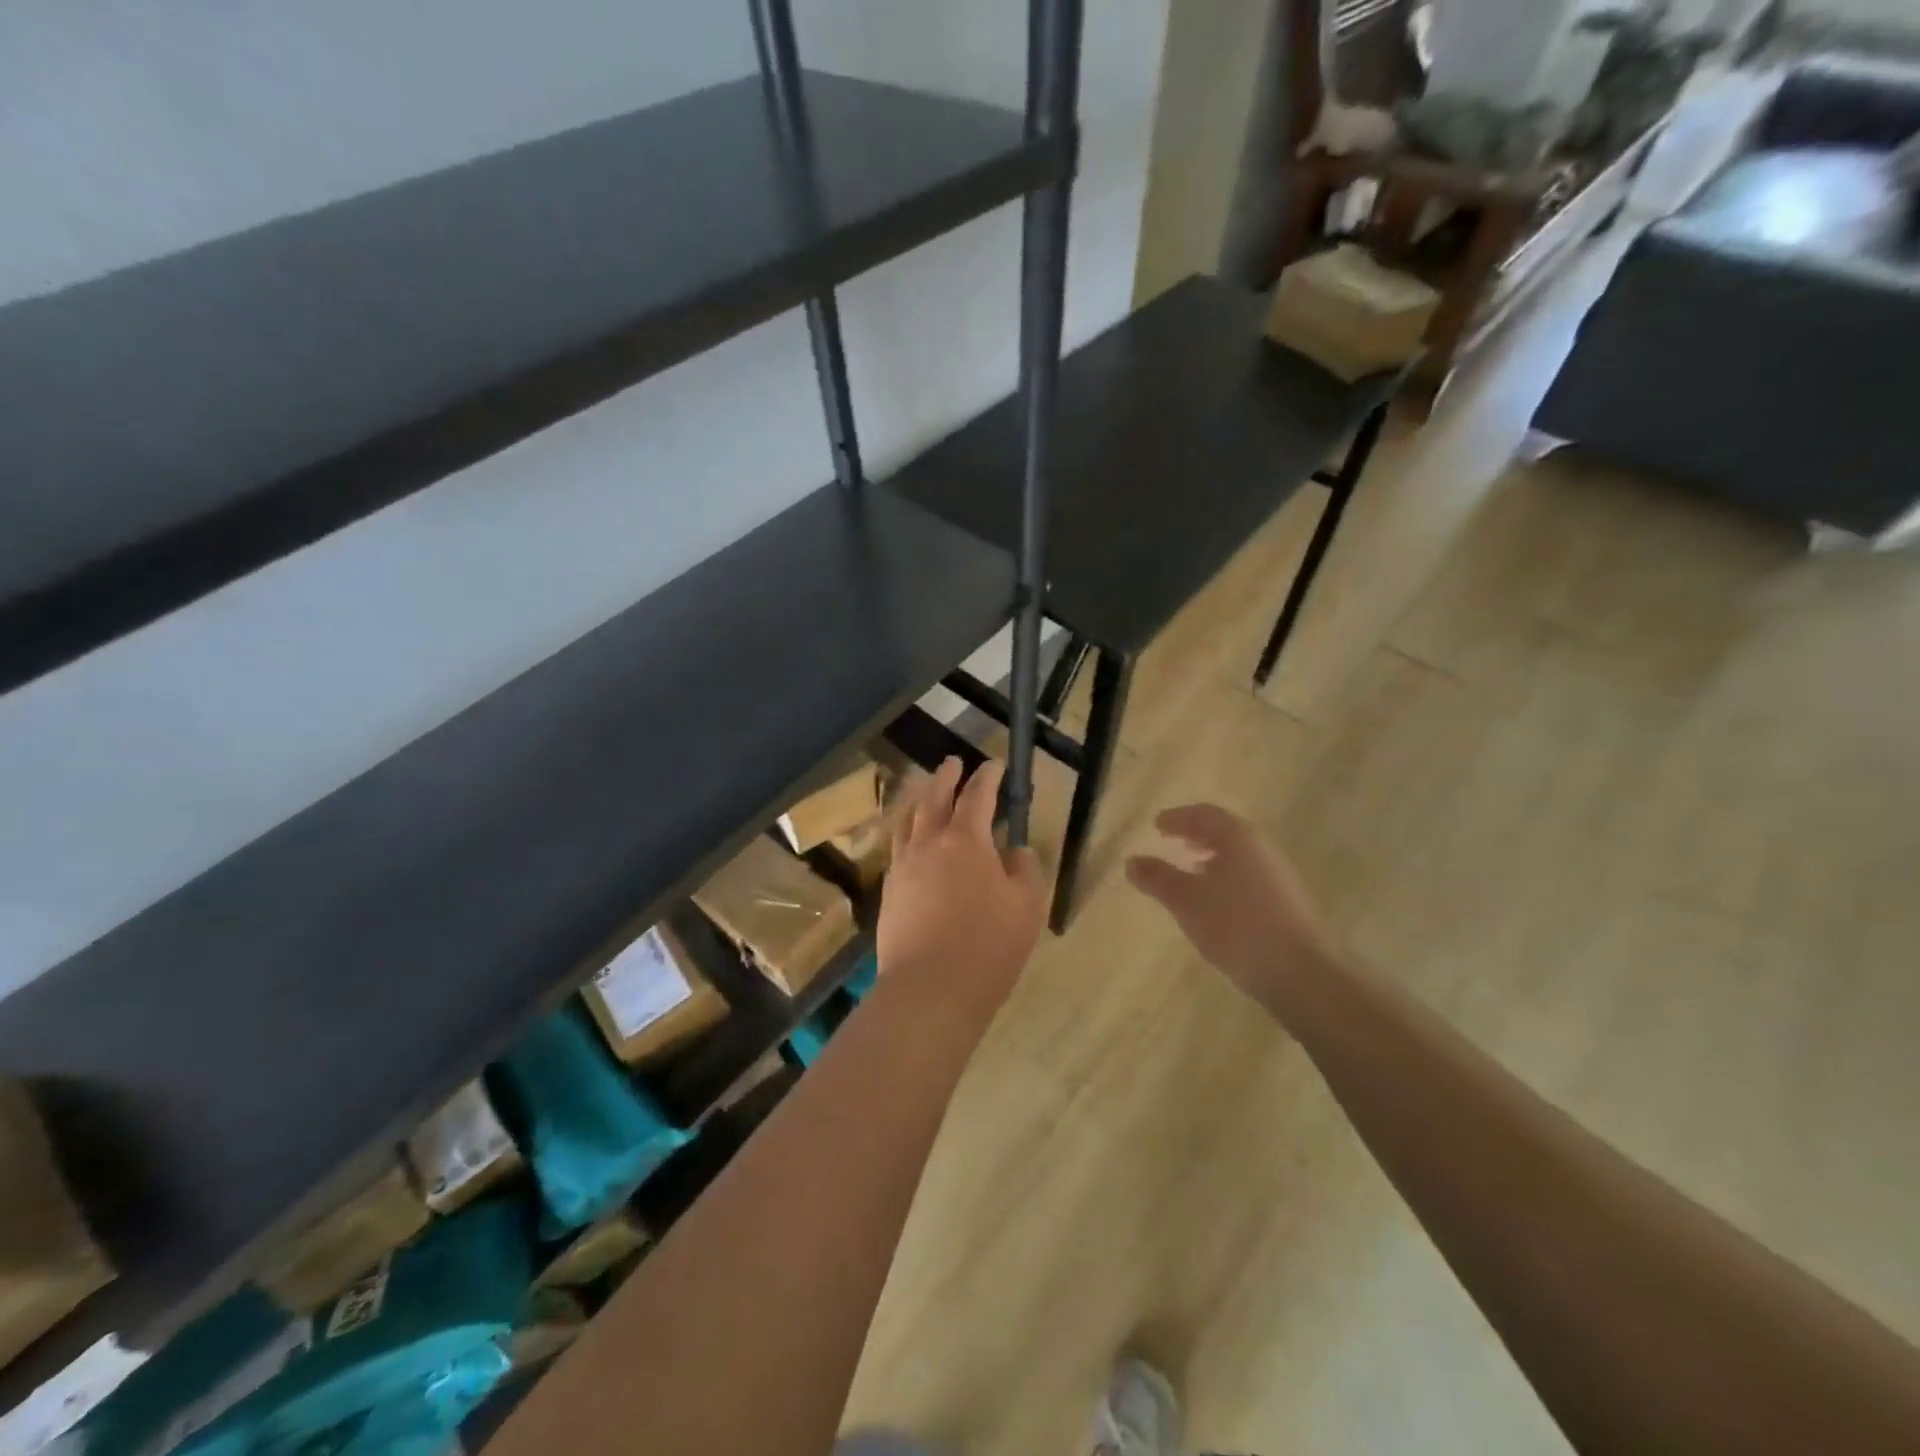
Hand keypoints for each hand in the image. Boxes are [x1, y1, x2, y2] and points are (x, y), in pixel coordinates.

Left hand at [877, 758, 1046, 1015]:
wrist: (930, 989)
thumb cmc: (988, 946)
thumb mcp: (1027, 906)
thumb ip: (1025, 869)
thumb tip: (1014, 851)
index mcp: (966, 840)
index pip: (977, 795)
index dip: (987, 777)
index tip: (994, 764)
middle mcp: (929, 843)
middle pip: (934, 799)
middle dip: (946, 778)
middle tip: (952, 763)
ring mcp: (903, 867)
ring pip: (908, 820)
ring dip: (919, 799)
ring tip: (924, 790)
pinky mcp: (889, 892)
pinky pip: (897, 848)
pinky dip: (906, 832)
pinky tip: (909, 839)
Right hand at [1125, 804, 1339, 1002]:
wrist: (1303, 973)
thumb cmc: (1238, 926)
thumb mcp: (1187, 901)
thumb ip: (1158, 878)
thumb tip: (1131, 861)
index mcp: (1238, 838)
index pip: (1204, 814)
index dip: (1178, 818)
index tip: (1157, 825)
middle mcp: (1262, 849)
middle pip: (1224, 832)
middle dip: (1196, 835)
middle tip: (1172, 841)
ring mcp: (1278, 877)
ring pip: (1238, 857)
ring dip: (1212, 858)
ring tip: (1190, 871)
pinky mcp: (1287, 904)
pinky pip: (1248, 878)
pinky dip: (1226, 878)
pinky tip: (1215, 903)